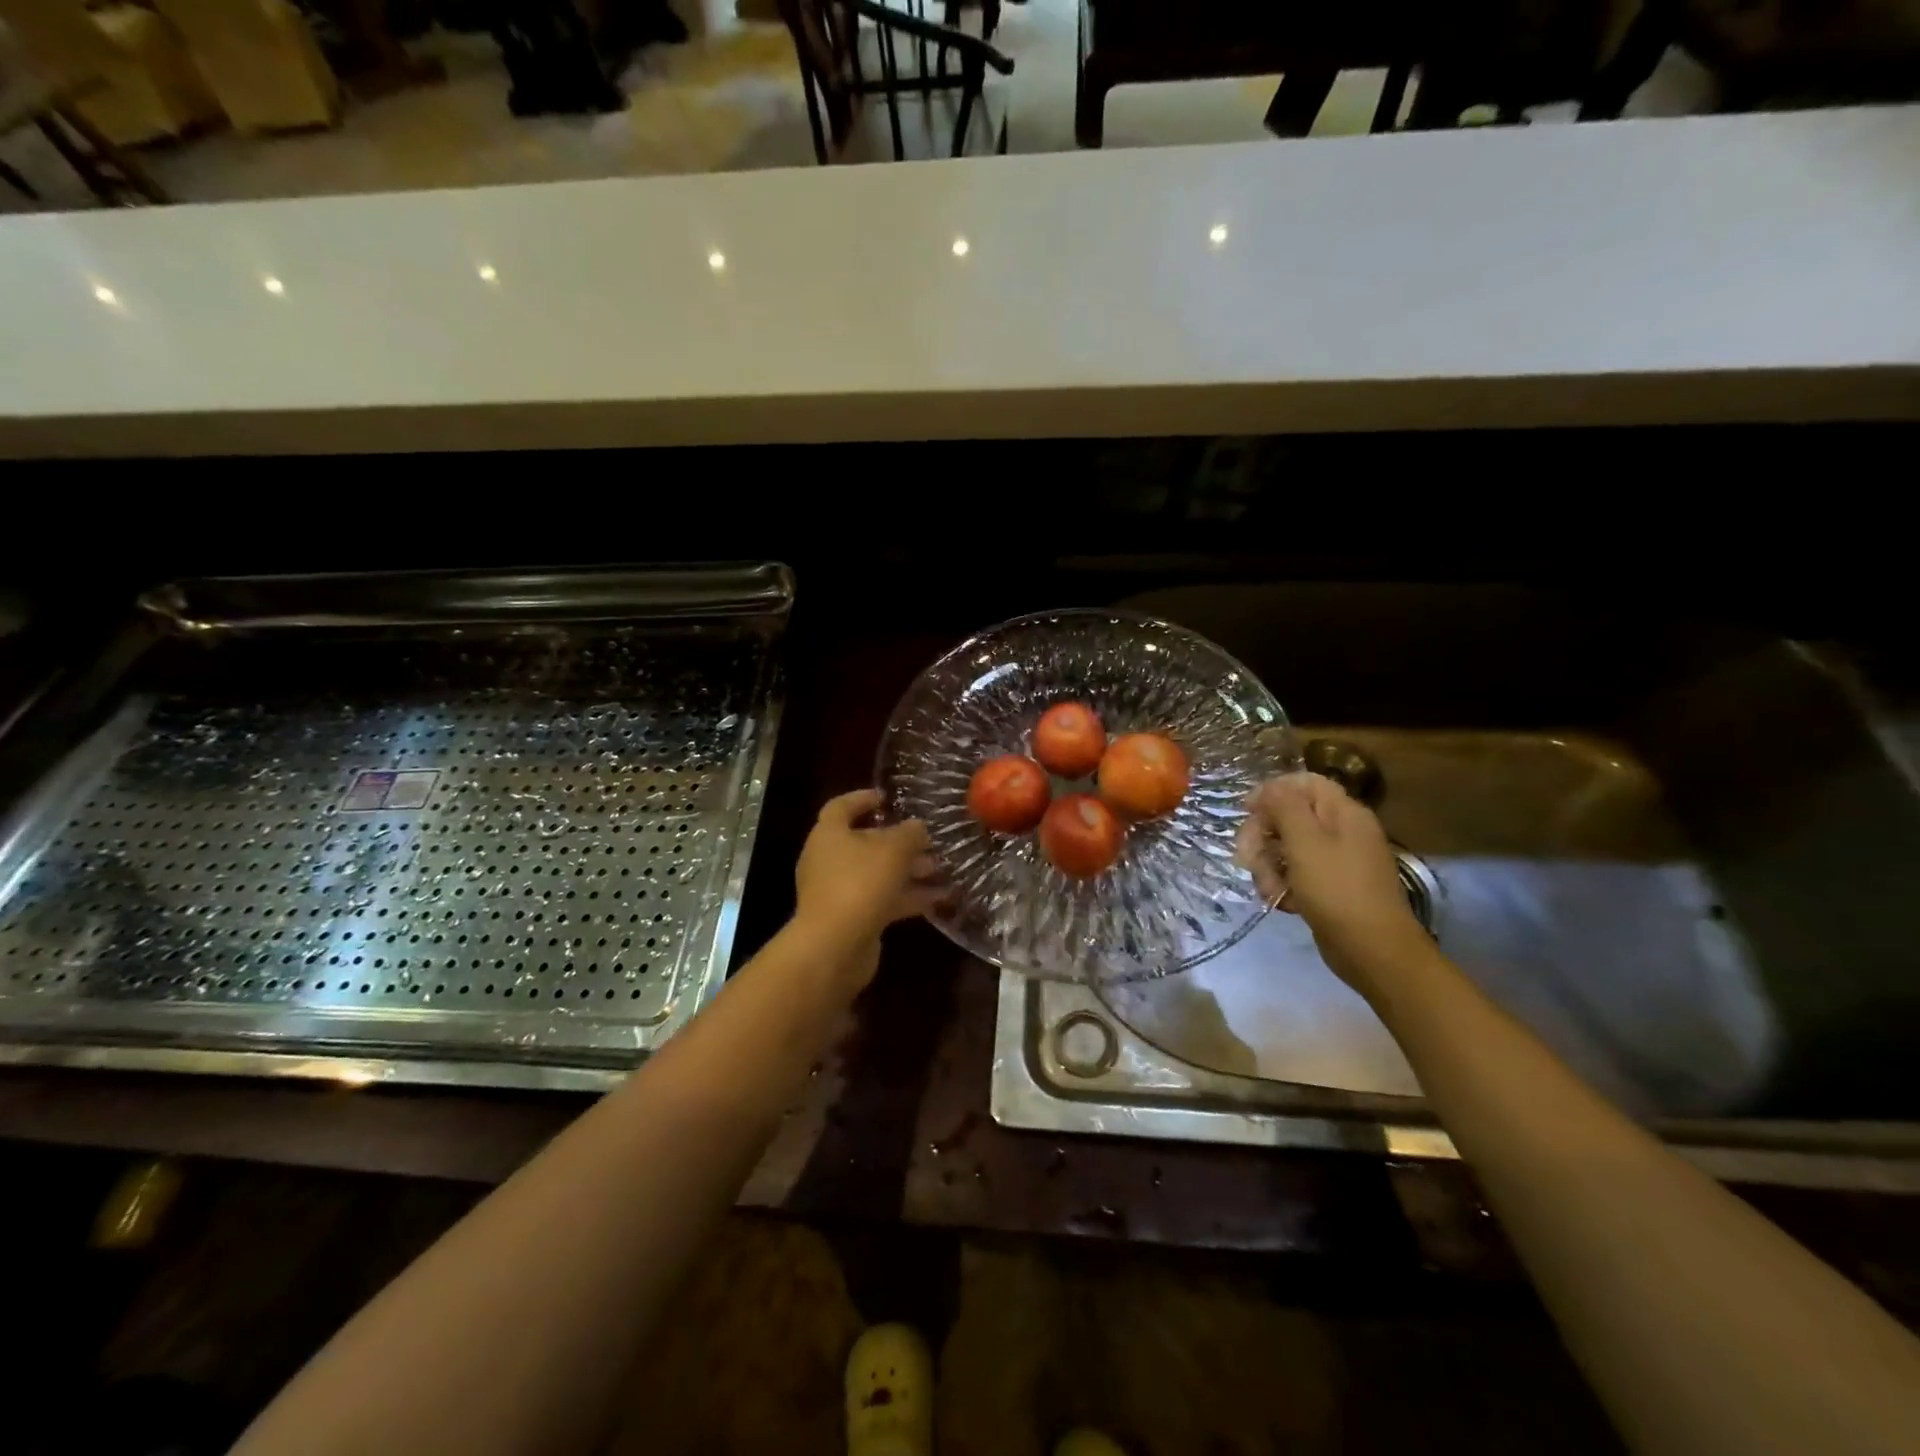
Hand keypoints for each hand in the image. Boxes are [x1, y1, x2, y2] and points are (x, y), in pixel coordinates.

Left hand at [795, 789, 940, 946]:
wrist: (834, 947)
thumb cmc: (860, 884)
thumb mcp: (893, 850)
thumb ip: (910, 834)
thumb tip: (918, 826)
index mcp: (829, 834)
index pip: (841, 807)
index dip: (863, 799)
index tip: (887, 798)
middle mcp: (829, 860)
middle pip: (865, 842)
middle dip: (899, 841)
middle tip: (929, 839)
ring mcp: (839, 891)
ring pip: (877, 873)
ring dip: (908, 870)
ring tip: (942, 868)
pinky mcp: (852, 918)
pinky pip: (883, 900)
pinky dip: (908, 897)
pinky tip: (939, 898)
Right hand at [1236, 772, 1429, 990]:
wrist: (1372, 950)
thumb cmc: (1336, 889)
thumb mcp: (1305, 841)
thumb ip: (1284, 806)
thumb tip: (1269, 787)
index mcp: (1343, 812)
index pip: (1303, 783)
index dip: (1271, 791)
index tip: (1246, 812)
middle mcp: (1343, 830)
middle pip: (1290, 816)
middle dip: (1263, 835)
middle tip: (1247, 858)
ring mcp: (1337, 860)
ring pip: (1287, 847)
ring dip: (1268, 865)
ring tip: (1268, 889)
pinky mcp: (1330, 886)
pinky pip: (1297, 873)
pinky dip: (1283, 884)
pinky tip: (1281, 901)